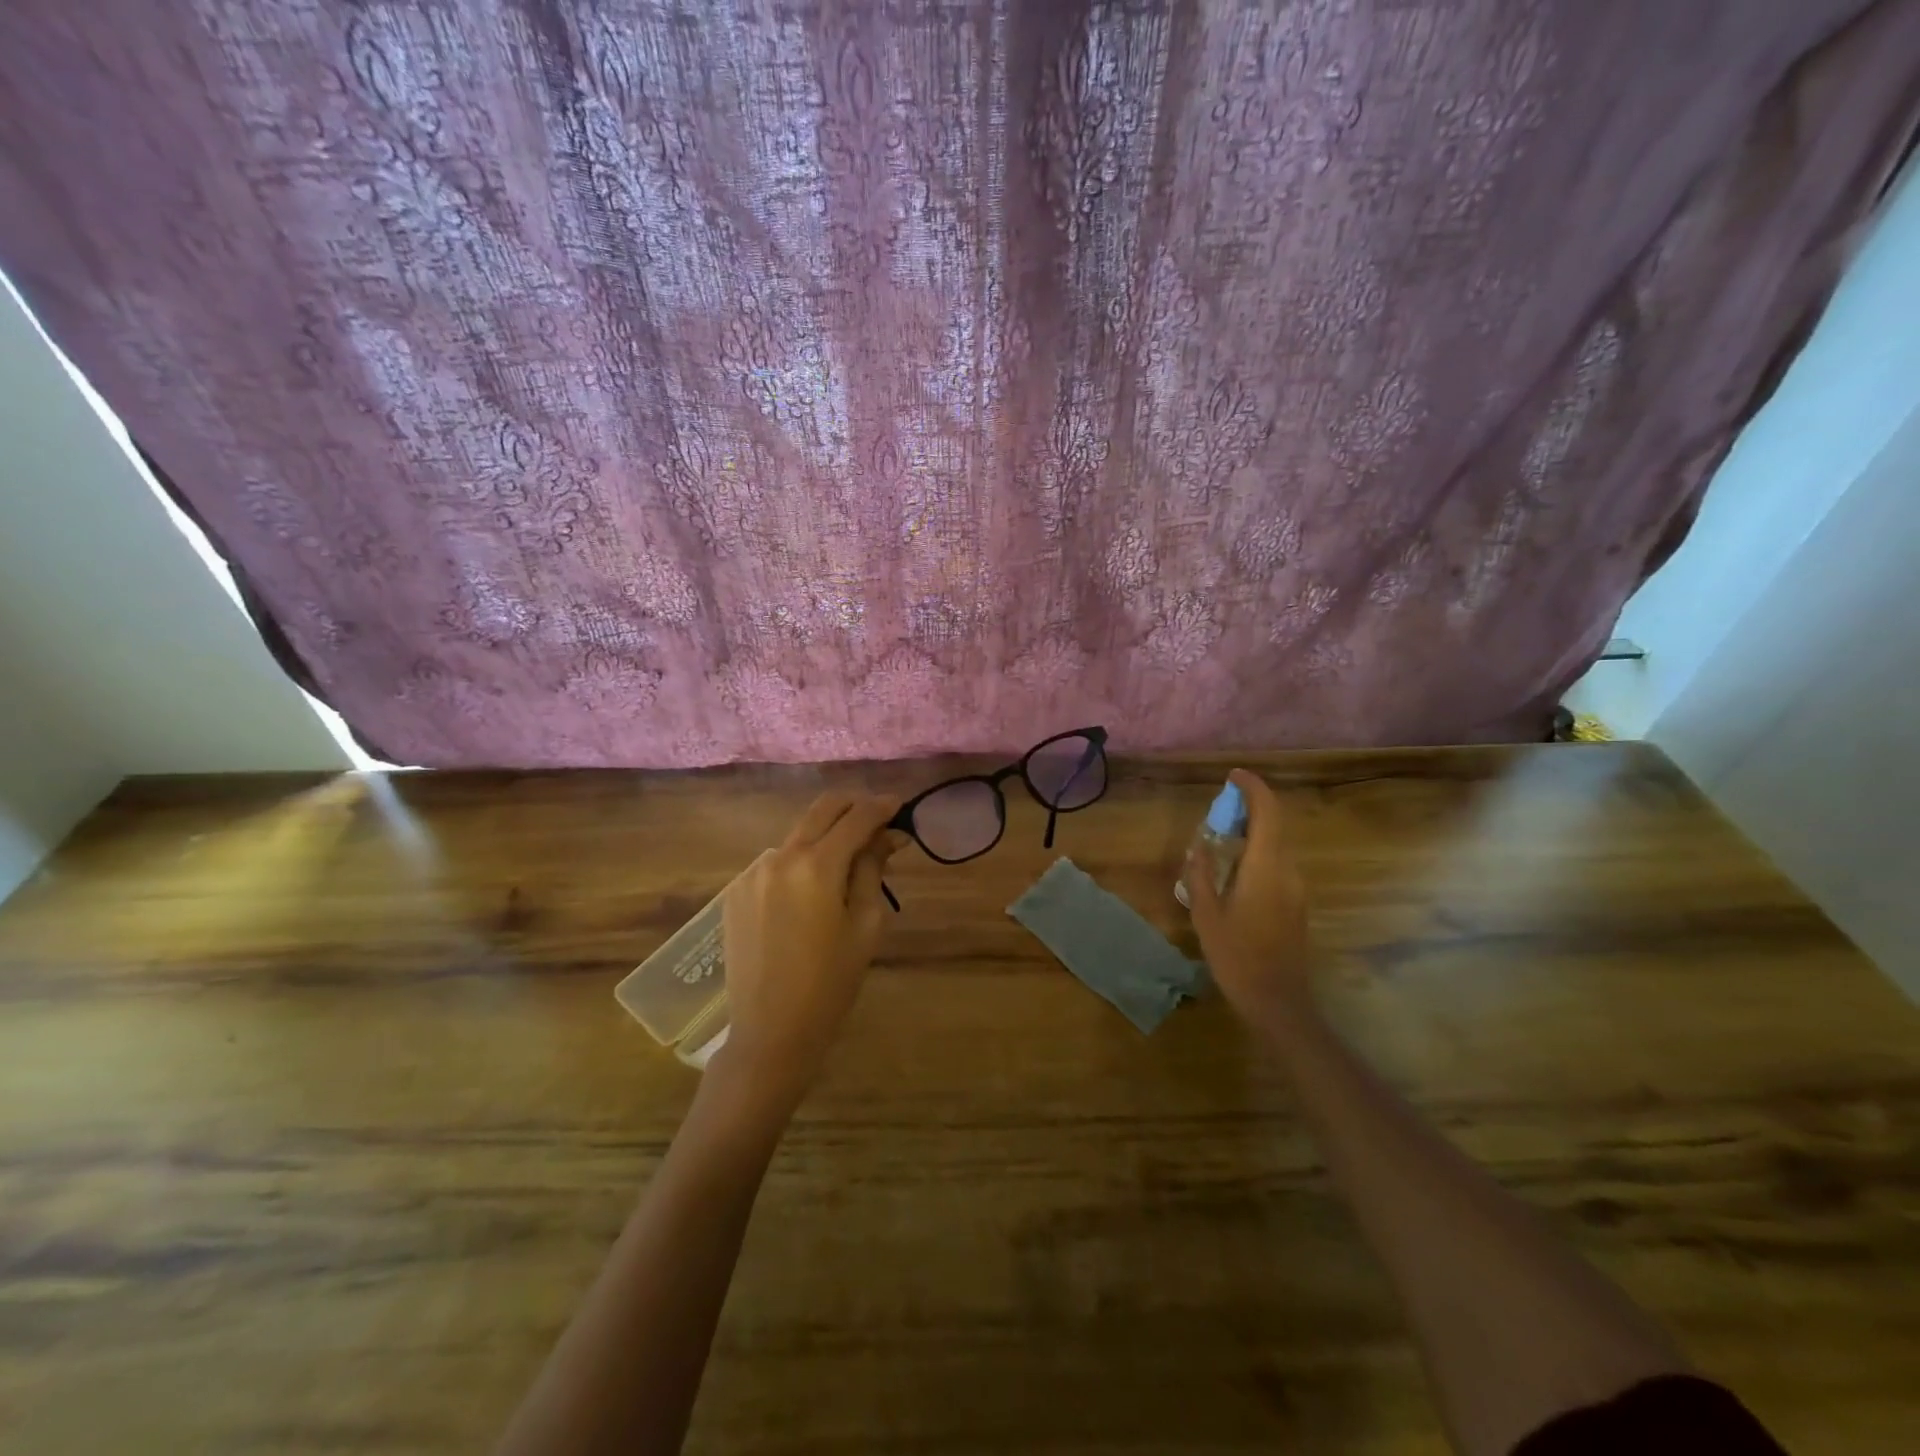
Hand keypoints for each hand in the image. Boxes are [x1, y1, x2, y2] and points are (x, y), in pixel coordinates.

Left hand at [715, 792, 901, 1109]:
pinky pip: (776, 863)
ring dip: (825, 838)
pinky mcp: (735, 891)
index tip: (901, 806)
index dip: (882, 806)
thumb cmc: (831, 983)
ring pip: (798, 836)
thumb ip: (873, 869)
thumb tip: (888, 835)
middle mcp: (780, 857)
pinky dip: (799, 864)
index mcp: (817, 866)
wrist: (770, 1031)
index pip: (857, 817)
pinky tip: (809, 895)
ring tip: (845, 868)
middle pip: (822, 809)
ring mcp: (752, 873)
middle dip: (854, 807)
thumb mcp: (866, 925)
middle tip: (878, 822)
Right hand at [1184, 769, 1312, 1027]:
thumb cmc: (1236, 956)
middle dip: (1250, 808)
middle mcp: (1287, 871)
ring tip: (1221, 837)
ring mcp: (1297, 888)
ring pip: (1277, 845)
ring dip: (1253, 831)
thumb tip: (1200, 844)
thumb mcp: (1206, 914)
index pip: (1267, 813)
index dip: (1253, 788)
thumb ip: (1201, 873)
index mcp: (1265, 868)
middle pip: (1274, 825)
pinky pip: (1277, 863)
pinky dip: (1258, 852)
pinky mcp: (1296, 903)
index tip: (1232, 776)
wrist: (1278, 1001)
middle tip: (1218, 808)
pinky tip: (1235, 869)